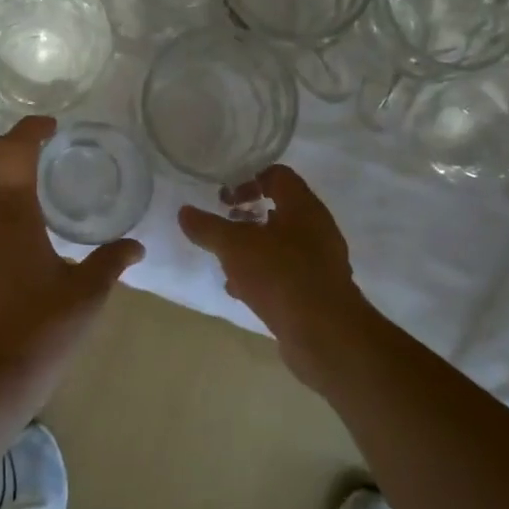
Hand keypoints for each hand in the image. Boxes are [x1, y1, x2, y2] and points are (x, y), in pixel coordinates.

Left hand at [0, 117, 143, 391]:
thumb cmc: (42, 330)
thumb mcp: (87, 293)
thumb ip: (111, 262)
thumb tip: (136, 247)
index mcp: (9, 213)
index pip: (12, 150)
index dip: (30, 130)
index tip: (51, 128)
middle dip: (2, 144)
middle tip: (32, 148)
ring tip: (18, 180)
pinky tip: (3, 223)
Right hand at [178, 164, 372, 378]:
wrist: (324, 333)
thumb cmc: (280, 275)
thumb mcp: (234, 246)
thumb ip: (208, 227)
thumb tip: (184, 212)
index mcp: (303, 206)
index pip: (278, 175)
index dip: (248, 179)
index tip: (223, 196)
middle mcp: (316, 228)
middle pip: (280, 209)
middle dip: (248, 216)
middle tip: (223, 224)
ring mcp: (320, 261)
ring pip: (281, 244)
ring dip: (253, 248)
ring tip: (226, 259)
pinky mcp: (316, 290)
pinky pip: (285, 273)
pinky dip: (262, 275)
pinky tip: (240, 289)